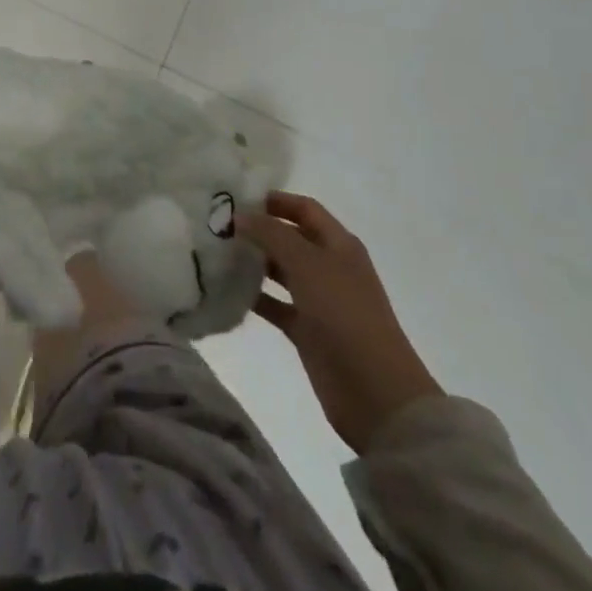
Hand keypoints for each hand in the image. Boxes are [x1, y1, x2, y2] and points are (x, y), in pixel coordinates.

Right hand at [239, 190, 443, 454]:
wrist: (376, 393)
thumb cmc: (345, 315)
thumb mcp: (307, 264)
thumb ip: (271, 235)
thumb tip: (240, 215)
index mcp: (339, 245)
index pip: (304, 209)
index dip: (275, 200)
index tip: (236, 198)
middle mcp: (329, 267)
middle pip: (290, 238)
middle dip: (258, 230)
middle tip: (217, 225)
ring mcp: (318, 300)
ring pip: (280, 271)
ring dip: (253, 262)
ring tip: (215, 253)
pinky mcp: (307, 331)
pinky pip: (275, 304)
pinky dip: (254, 297)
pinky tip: (226, 291)